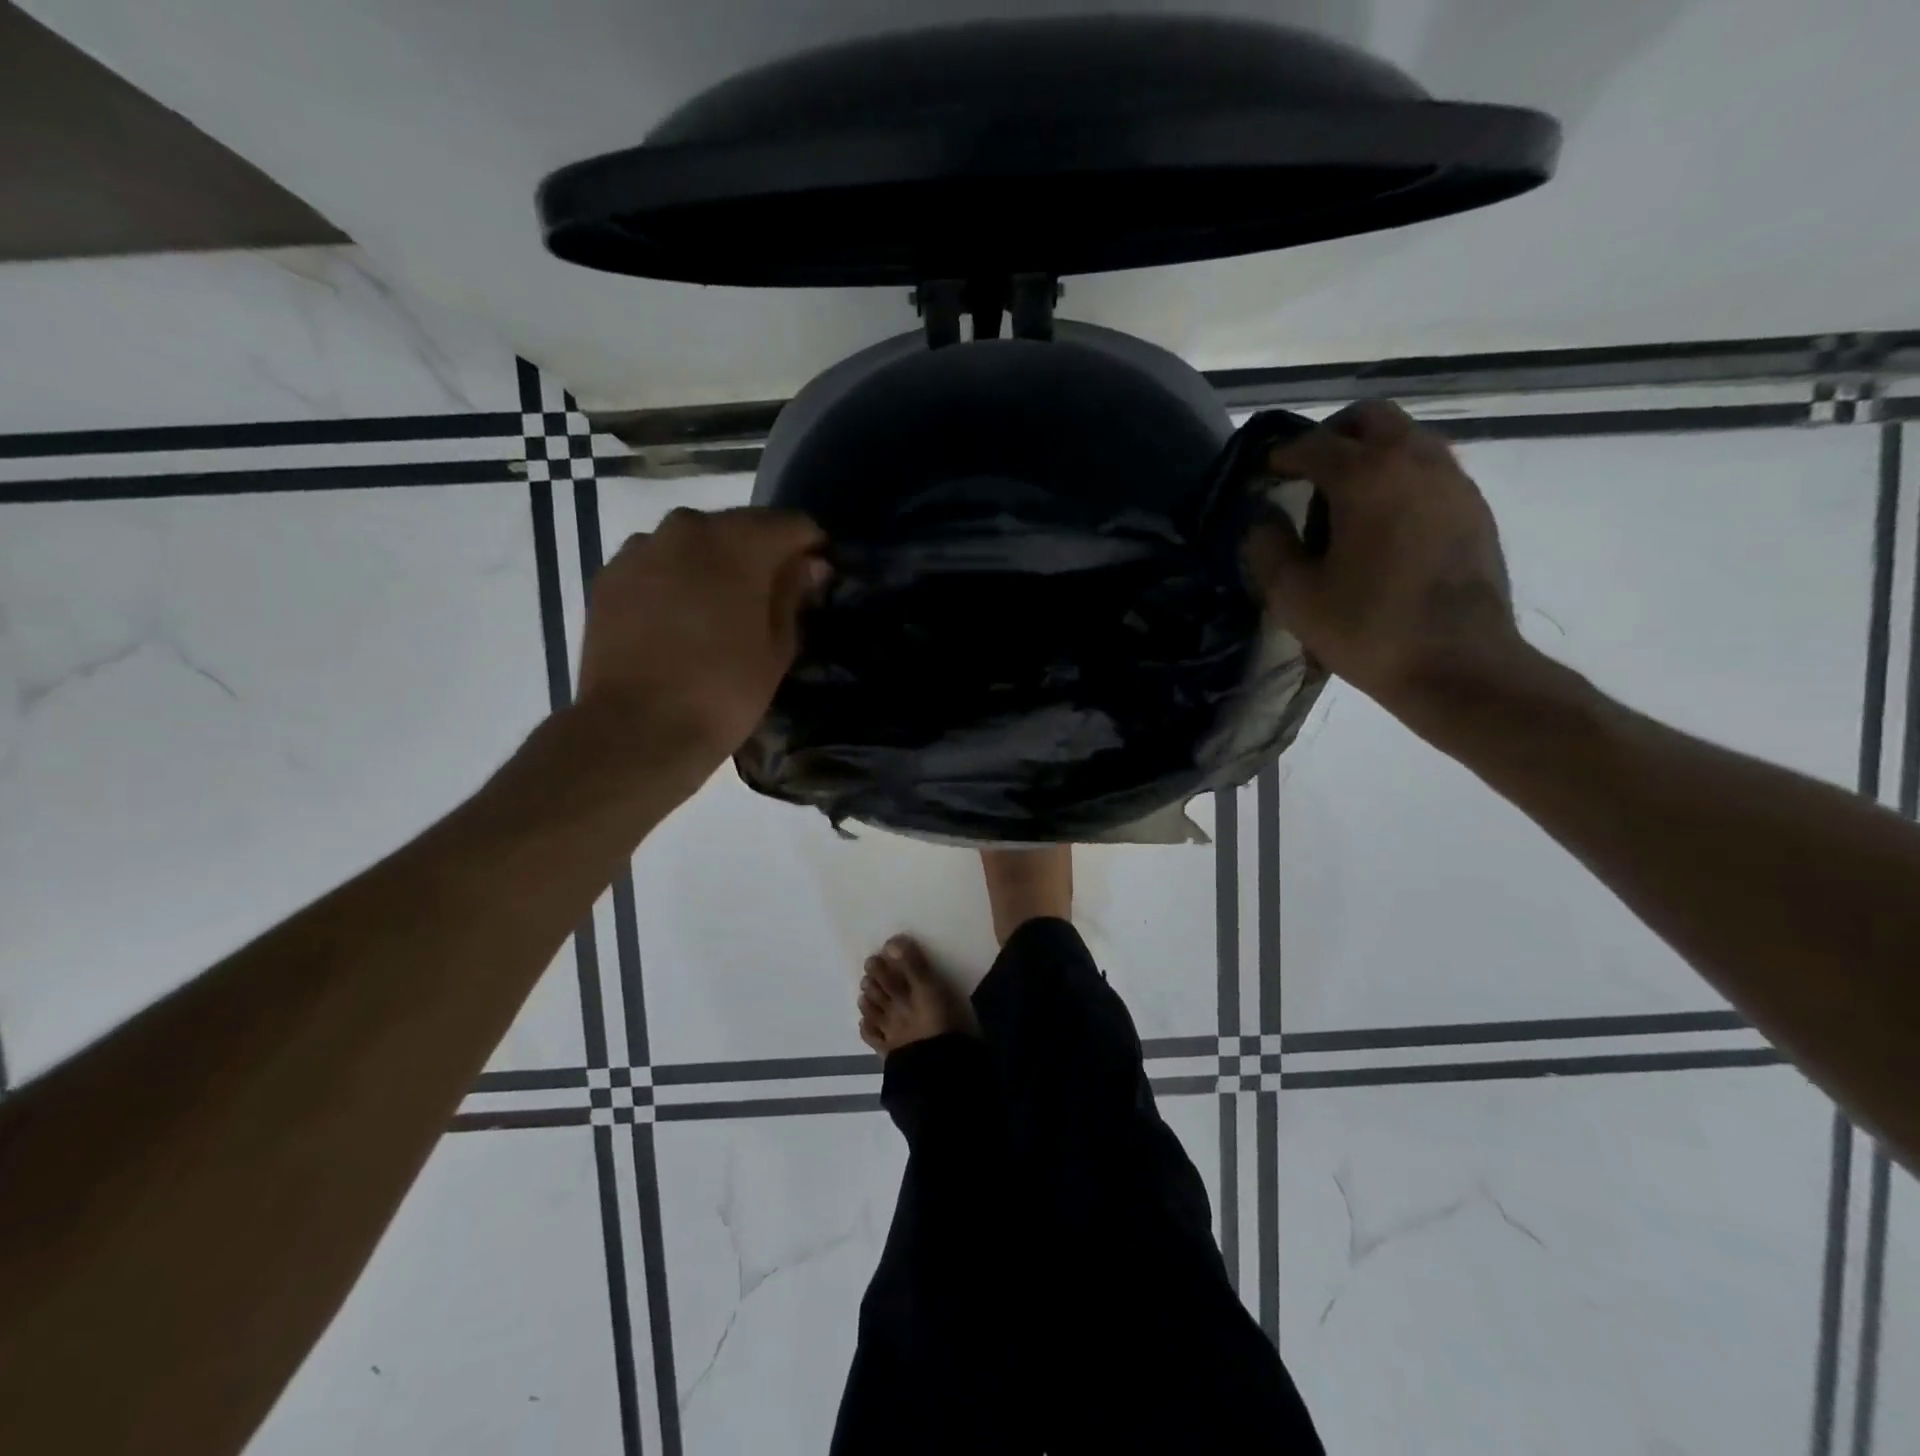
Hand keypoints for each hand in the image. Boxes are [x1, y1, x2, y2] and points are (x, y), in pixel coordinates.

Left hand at [577, 507, 826, 764]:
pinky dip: (676, 579)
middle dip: (760, 553)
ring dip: (714, 564)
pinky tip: (680, 618)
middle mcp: (687, 528)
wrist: (636, 730)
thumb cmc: (723, 691)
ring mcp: (641, 548)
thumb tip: (810, 565)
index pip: (791, 524)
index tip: (817, 576)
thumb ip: (793, 594)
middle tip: (770, 596)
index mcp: (739, 542)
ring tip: (720, 609)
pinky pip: (658, 563)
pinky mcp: (609, 575)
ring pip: (694, 542)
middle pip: (739, 526)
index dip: (810, 547)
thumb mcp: (777, 648)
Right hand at [1243, 400, 1524, 730]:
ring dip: (1369, 454)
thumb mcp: (1294, 596)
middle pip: (1370, 418)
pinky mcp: (1474, 508)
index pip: (1314, 444)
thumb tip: (1262, 519)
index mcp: (1367, 476)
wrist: (1458, 665)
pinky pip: (1429, 469)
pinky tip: (1382, 524)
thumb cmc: (1366, 629)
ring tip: (1343, 501)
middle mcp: (1415, 461)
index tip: (1262, 474)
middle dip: (1331, 436)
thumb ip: (1268, 547)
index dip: (1280, 455)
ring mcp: (1453, 481)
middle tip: (1305, 473)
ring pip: (1406, 438)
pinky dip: (1399, 477)